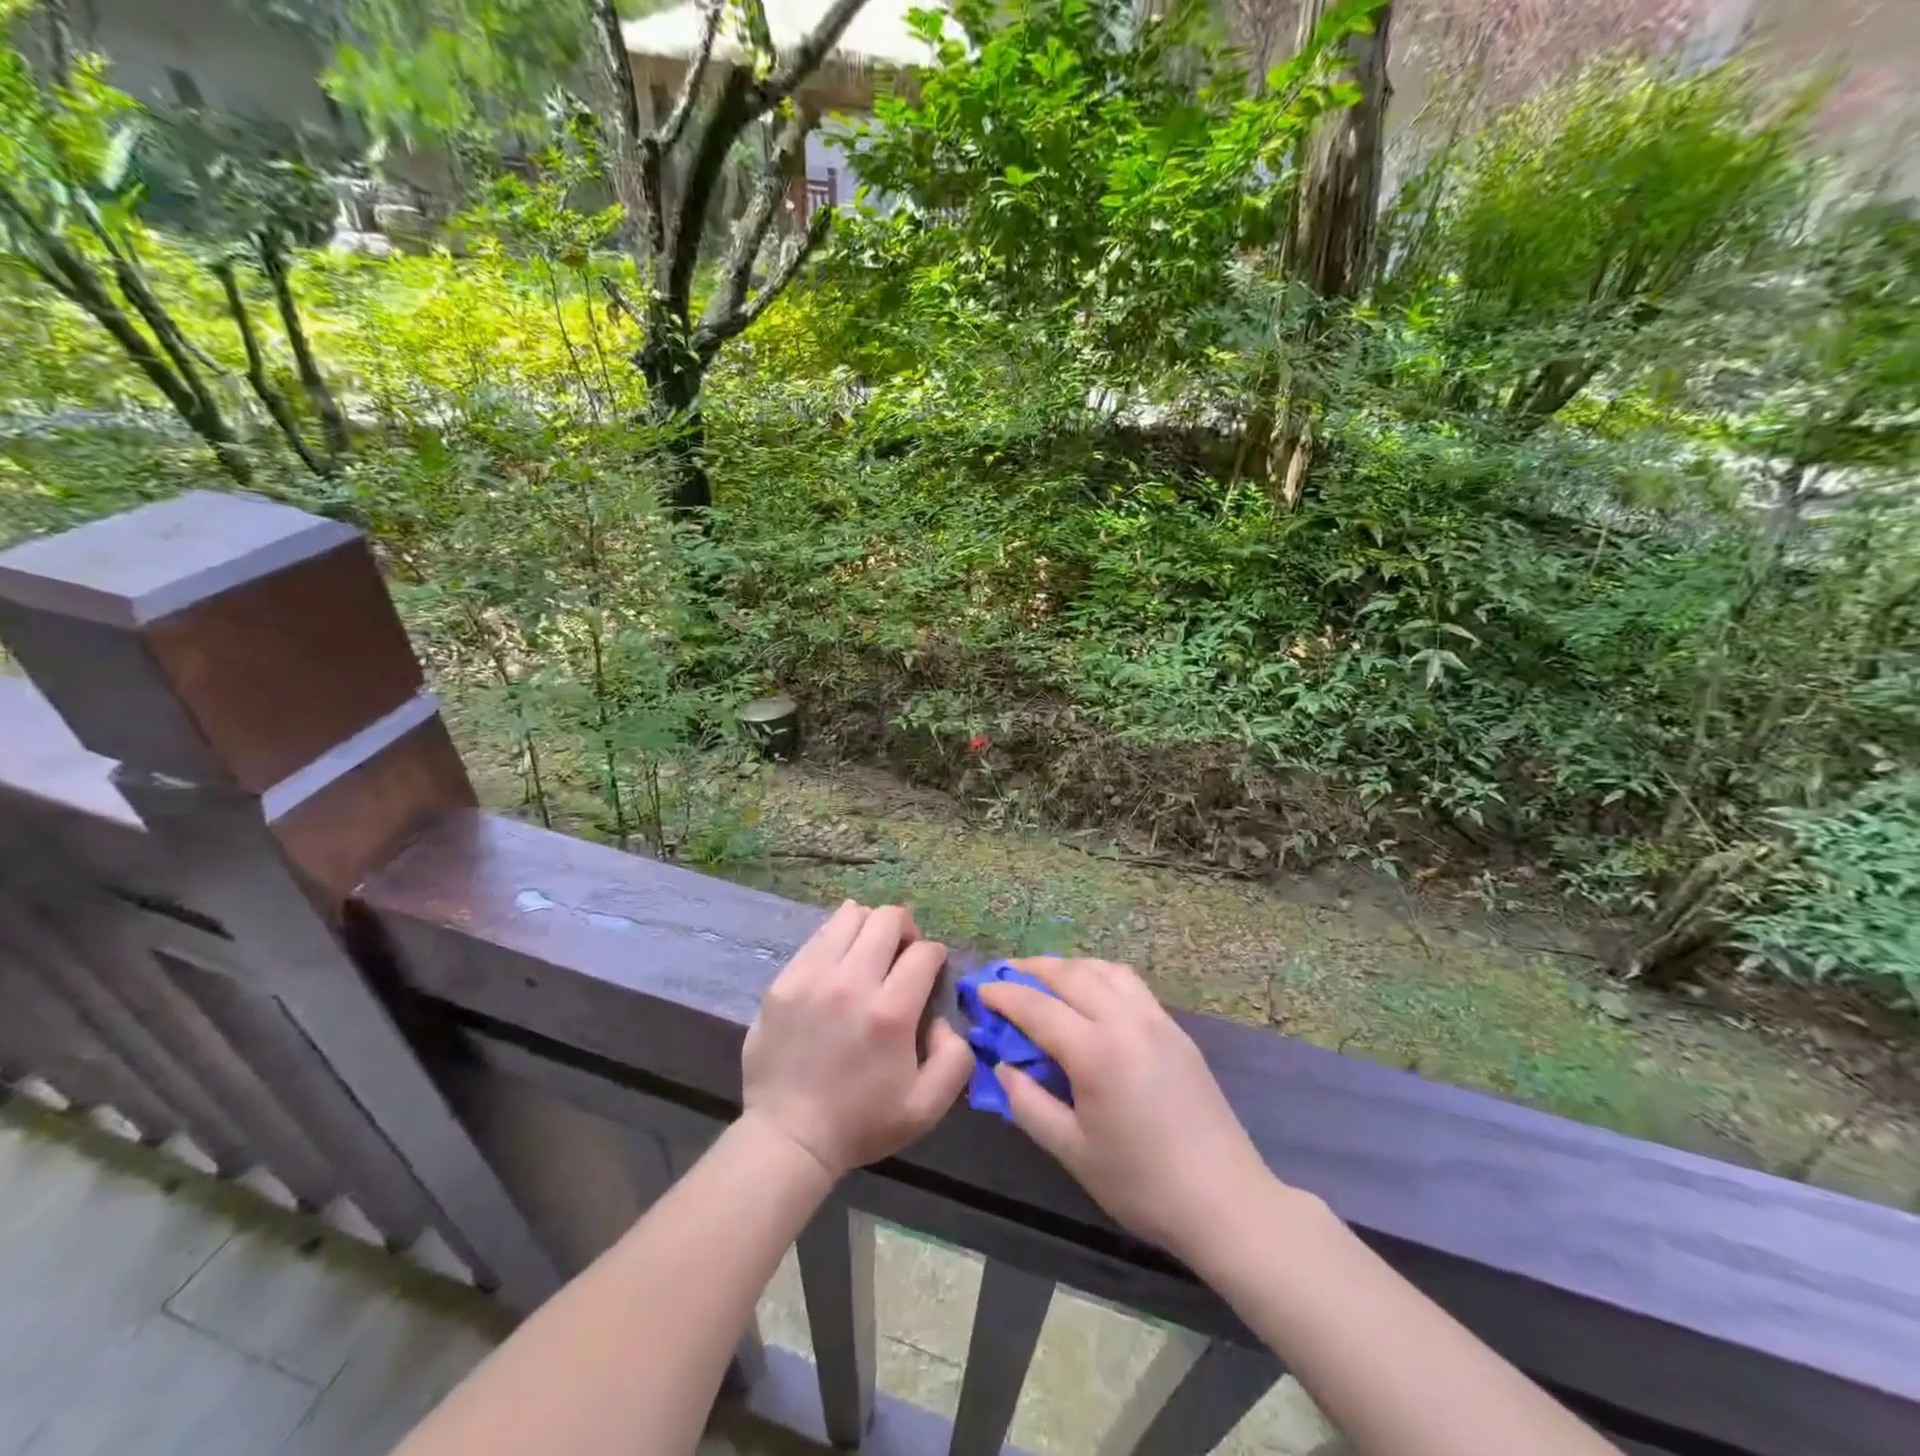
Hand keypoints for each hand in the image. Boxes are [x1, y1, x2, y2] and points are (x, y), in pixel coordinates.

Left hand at [742, 901, 974, 1178]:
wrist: (788, 1138)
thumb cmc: (861, 1123)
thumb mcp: (927, 1107)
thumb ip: (955, 1058)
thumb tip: (943, 1019)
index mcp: (890, 1012)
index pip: (924, 952)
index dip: (935, 957)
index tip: (930, 972)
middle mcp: (851, 983)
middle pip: (888, 919)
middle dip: (906, 929)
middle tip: (902, 954)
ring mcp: (812, 977)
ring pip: (850, 915)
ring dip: (869, 927)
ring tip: (869, 952)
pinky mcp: (783, 981)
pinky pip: (818, 937)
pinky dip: (836, 940)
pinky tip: (838, 965)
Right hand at [979, 957, 1276, 1259]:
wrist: (1224, 1200)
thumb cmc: (1141, 1183)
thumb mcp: (1072, 1152)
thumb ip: (1029, 1104)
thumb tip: (1003, 1067)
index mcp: (1096, 1051)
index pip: (1037, 1007)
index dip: (1004, 995)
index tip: (980, 990)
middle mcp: (1126, 1021)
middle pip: (1071, 974)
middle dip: (1032, 968)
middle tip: (1005, 974)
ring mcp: (1156, 1020)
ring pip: (1104, 970)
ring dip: (1069, 966)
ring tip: (1046, 978)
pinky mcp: (1176, 1029)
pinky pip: (1130, 984)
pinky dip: (1101, 976)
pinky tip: (1092, 995)